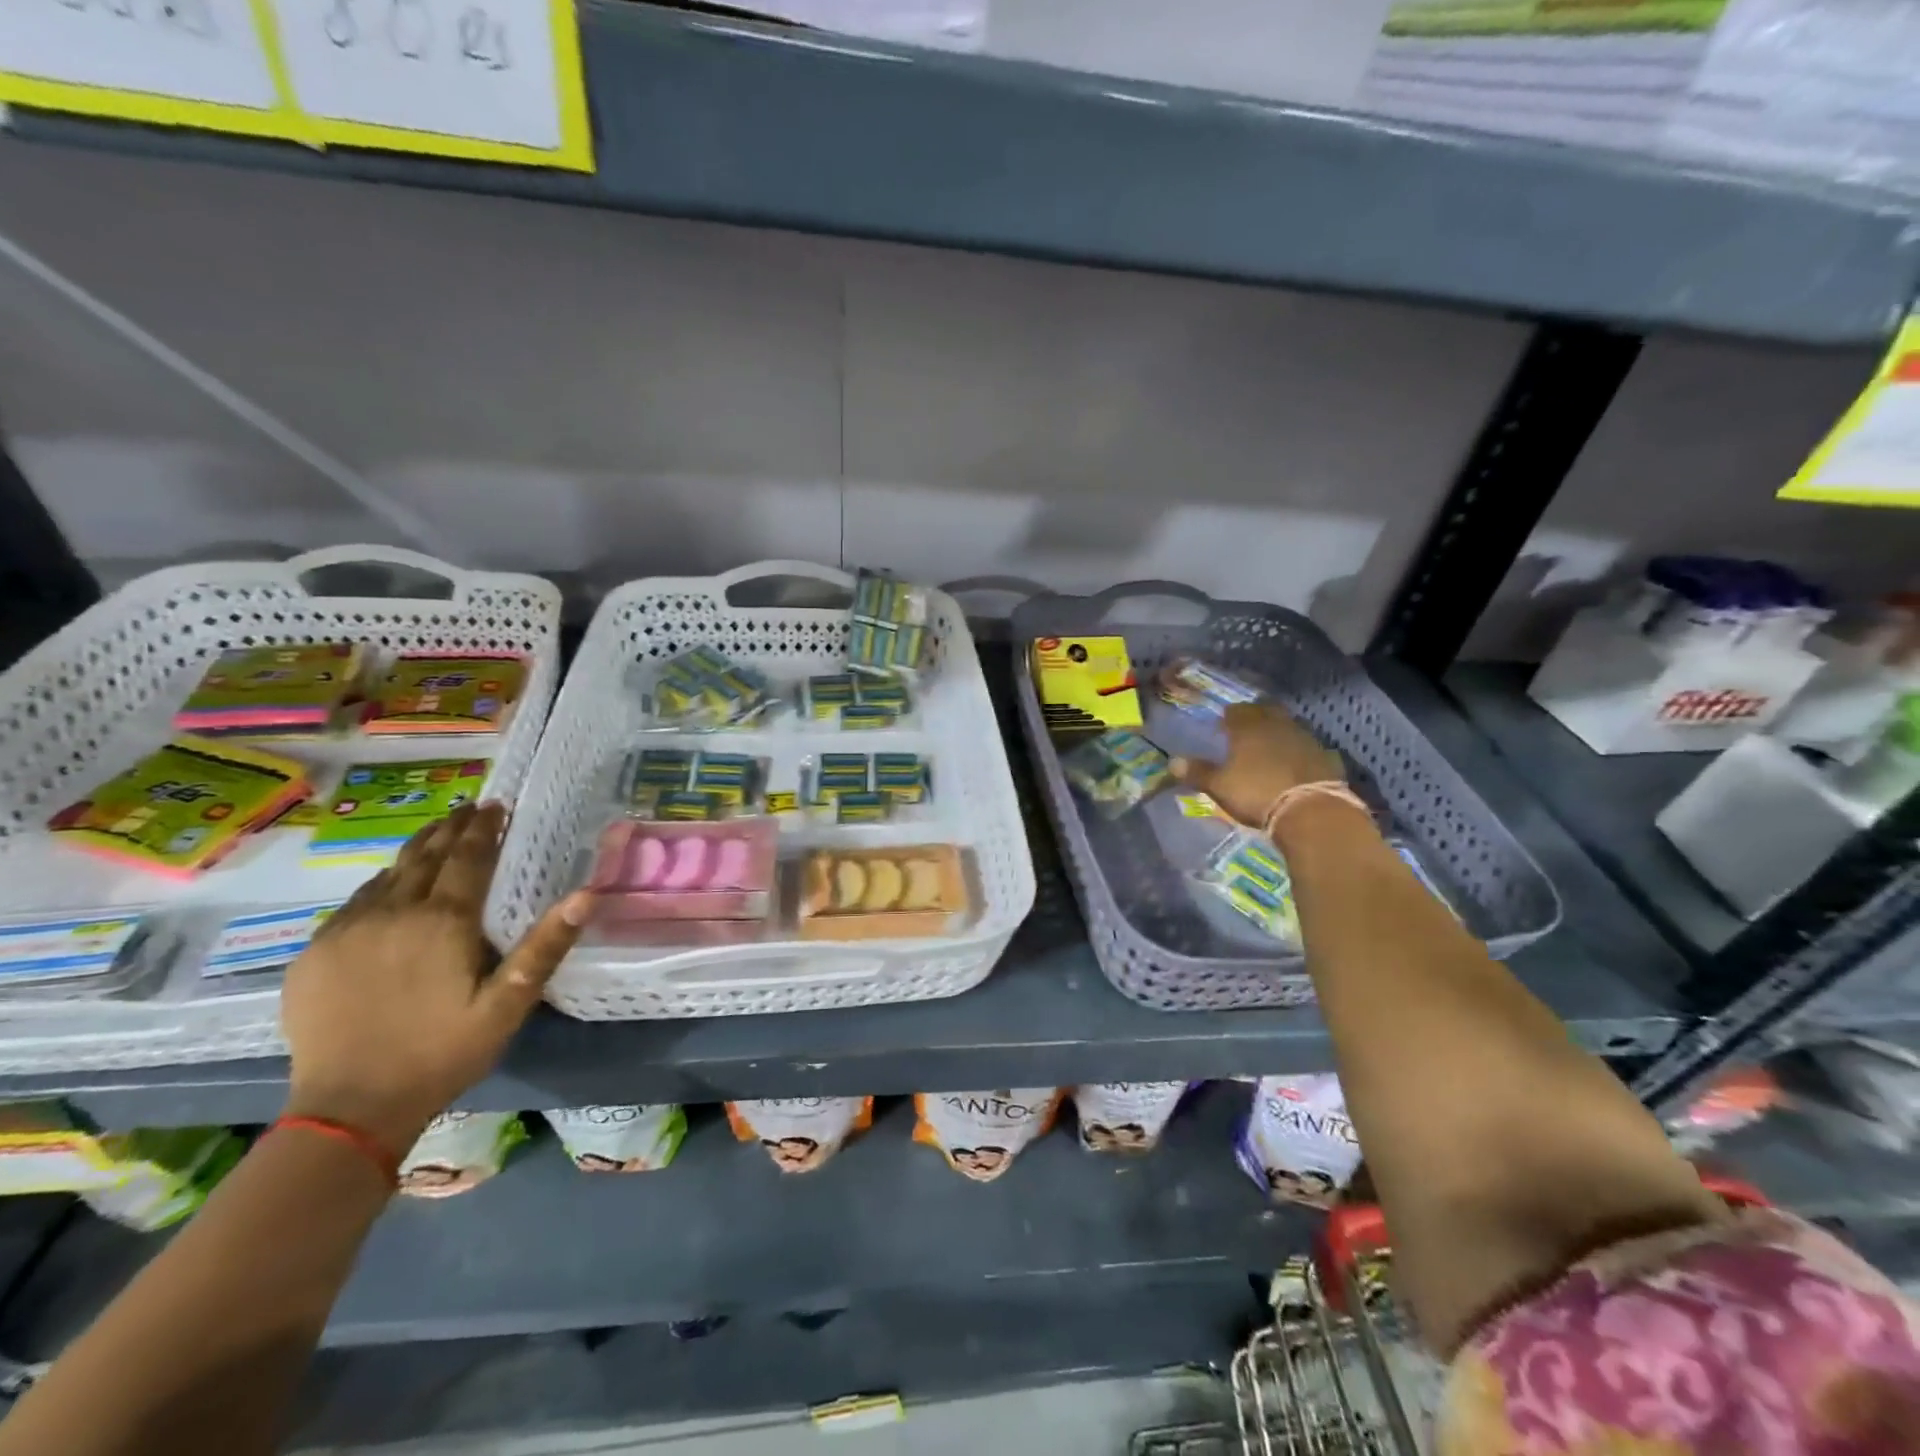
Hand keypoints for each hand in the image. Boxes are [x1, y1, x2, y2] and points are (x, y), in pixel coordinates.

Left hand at [280, 803, 591, 1158]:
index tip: (495, 806)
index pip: (468, 857)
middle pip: (425, 856)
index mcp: (443, 921)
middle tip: (469, 808)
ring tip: (436, 833)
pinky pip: (355, 902)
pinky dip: (381, 883)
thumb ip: (545, 946)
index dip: (484, 828)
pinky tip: (389, 885)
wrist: (349, 1108)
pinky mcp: (314, 953)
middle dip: (450, 828)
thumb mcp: (508, 1005)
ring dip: (416, 850)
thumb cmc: (443, 1053)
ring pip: (387, 874)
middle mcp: (393, 913)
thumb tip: (587, 895)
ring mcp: (346, 931)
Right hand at [1172, 702, 1344, 827]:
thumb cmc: (1257, 793)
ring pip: (1289, 727)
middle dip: (1255, 717)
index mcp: (1249, 728)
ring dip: (1278, 733)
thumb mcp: (1220, 786)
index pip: (1236, 711)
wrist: (1311, 812)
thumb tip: (1172, 761)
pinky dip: (1299, 752)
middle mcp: (1278, 726)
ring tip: (1269, 748)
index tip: (1222, 726)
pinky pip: (1308, 748)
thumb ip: (1198, 772)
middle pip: (1266, 711)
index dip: (1228, 717)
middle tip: (1246, 731)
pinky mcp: (1326, 757)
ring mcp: (1305, 739)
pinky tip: (1295, 764)